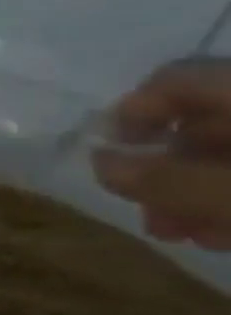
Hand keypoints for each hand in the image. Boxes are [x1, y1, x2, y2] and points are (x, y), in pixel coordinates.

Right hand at [92, 59, 230, 249]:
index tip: (110, 151)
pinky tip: (221, 231)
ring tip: (181, 234)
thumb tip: (97, 163)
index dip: (132, 111)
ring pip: (226, 153)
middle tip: (147, 213)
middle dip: (164, 170)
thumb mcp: (230, 193)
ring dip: (193, 192)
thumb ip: (162, 179)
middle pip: (199, 124)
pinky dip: (227, 197)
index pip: (173, 80)